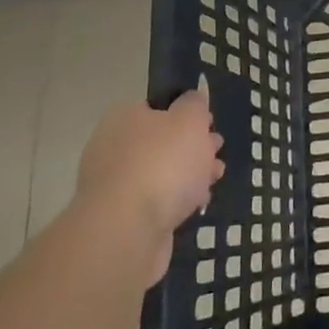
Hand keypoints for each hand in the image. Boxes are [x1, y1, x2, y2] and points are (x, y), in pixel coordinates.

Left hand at [76, 84, 224, 280]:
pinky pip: (155, 201)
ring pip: (160, 173)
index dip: (186, 114)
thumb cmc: (161, 164)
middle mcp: (112, 147)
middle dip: (191, 147)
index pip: (156, 107)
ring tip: (215, 179)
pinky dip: (176, 201)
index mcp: (124, 118)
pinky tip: (196, 205)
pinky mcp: (121, 218)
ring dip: (188, 174)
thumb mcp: (189, 120)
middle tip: (216, 152)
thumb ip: (194, 105)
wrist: (127, 231)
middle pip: (160, 141)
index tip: (209, 125)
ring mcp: (114, 185)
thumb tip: (193, 97)